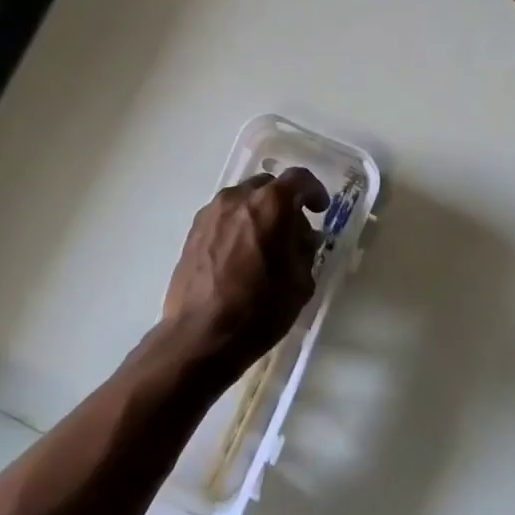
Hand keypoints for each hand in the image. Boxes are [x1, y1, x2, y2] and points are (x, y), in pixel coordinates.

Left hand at [157, 167, 329, 378]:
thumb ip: (305, 250)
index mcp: (270, 204)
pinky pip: (224, 216)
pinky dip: (237, 224)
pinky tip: (241, 254)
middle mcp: (238, 197)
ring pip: (243, 199)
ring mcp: (211, 212)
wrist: (200, 335)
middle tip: (293, 232)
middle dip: (285, 202)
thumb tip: (303, 237)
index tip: (320, 209)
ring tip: (265, 244)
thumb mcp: (300, 282)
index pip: (299, 179)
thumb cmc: (259, 309)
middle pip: (268, 186)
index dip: (314, 191)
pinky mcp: (193, 230)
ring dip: (259, 213)